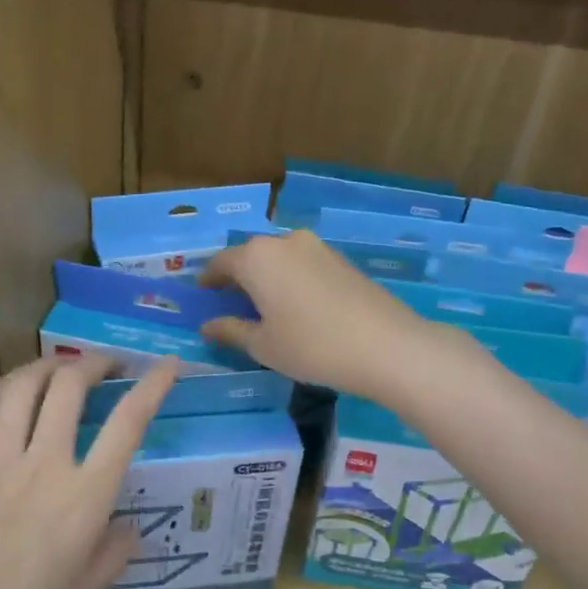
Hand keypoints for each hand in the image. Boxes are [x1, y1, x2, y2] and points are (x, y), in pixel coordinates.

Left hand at [0, 354, 178, 588]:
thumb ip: (113, 552)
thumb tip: (129, 526)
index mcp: (84, 498)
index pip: (128, 423)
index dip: (153, 386)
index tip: (167, 365)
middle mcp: (44, 466)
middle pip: (69, 387)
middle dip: (94, 363)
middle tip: (107, 366)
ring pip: (22, 388)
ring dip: (47, 367)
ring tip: (61, 369)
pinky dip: (1, 389)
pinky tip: (11, 390)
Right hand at [200, 230, 432, 399]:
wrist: (385, 345)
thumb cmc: (311, 346)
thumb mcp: (263, 345)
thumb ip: (231, 330)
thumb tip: (208, 325)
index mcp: (257, 258)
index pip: (221, 262)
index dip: (209, 279)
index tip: (202, 295)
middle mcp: (284, 242)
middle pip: (251, 256)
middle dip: (238, 277)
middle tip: (231, 304)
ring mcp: (317, 248)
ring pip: (279, 259)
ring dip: (267, 278)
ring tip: (264, 307)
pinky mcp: (341, 259)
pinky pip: (303, 265)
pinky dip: (291, 280)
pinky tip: (296, 306)